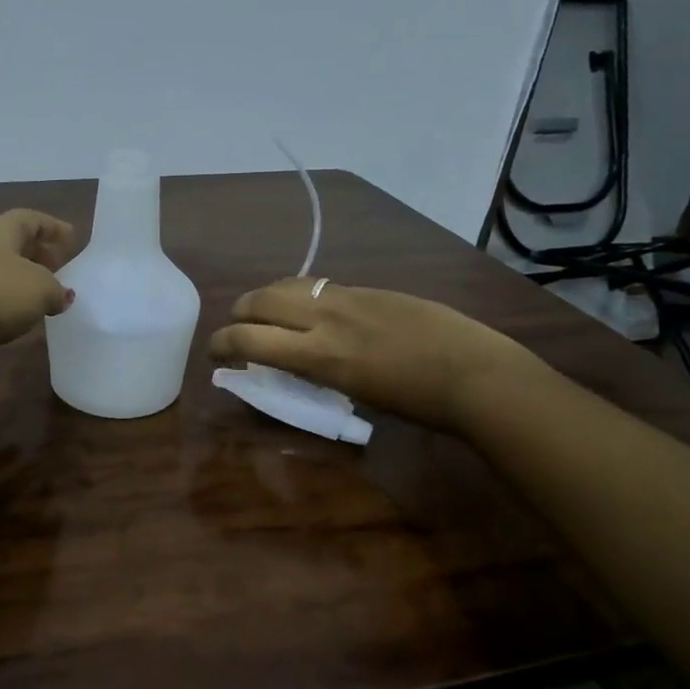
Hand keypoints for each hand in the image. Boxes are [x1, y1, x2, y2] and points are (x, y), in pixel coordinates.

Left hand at [0, 209, 77, 358]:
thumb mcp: (40, 290)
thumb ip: (57, 290)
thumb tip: (62, 295)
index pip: (30, 219)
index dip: (53, 227)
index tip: (73, 238)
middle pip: (11, 244)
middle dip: (37, 254)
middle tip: (60, 268)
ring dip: (20, 280)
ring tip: (42, 296)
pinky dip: (3, 301)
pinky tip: (15, 317)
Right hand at [208, 278, 541, 431]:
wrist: (475, 373)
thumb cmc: (416, 403)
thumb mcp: (353, 394)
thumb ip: (313, 372)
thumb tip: (287, 363)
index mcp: (320, 355)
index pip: (249, 340)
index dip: (221, 343)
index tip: (214, 353)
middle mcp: (326, 318)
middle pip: (259, 300)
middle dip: (237, 314)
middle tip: (237, 331)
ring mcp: (348, 297)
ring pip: (287, 285)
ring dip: (265, 299)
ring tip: (267, 315)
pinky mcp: (367, 288)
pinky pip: (317, 285)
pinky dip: (298, 295)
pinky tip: (307, 308)